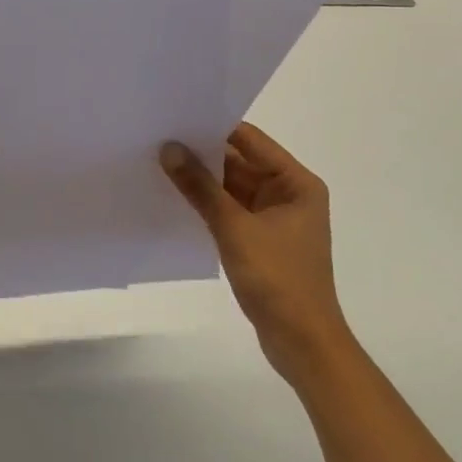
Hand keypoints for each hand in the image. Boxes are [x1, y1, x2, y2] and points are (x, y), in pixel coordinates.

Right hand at [161, 123, 346, 374]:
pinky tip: (176, 199)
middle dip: (202, 155)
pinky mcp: (261, 241)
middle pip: (240, 163)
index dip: (214, 128)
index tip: (175, 118)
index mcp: (296, 183)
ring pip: (232, 188)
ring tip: (159, 164)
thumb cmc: (278, 279)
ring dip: (202, 181)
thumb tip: (169, 149)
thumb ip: (200, 187)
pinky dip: (208, 205)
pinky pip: (230, 211)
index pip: (250, 141)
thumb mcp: (234, 228)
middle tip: (158, 139)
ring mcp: (275, 219)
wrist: (302, 342)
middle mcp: (288, 194)